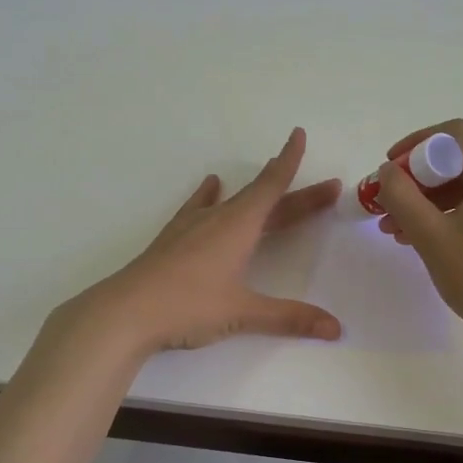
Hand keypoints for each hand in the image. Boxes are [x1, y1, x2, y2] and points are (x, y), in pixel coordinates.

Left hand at [63, 127, 343, 354]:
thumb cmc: (188, 305)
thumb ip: (290, 317)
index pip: (272, 186)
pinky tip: (210, 186)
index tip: (299, 134)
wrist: (126, 311)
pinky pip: (199, 207)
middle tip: (327, 189)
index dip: (289, 161)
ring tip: (268, 174)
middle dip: (297, 194)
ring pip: (234, 202)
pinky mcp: (174, 238)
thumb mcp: (242, 312)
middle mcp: (218, 218)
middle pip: (264, 199)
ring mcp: (193, 226)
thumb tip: (336, 328)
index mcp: (239, 226)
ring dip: (257, 193)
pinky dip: (210, 195)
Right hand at [375, 120, 462, 345]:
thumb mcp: (431, 235)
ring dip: (432, 200)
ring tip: (396, 228)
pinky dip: (454, 212)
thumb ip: (401, 195)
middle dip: (419, 180)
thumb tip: (388, 172)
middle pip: (461, 159)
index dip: (414, 145)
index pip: (453, 134)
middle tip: (388, 204)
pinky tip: (426, 237)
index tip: (388, 168)